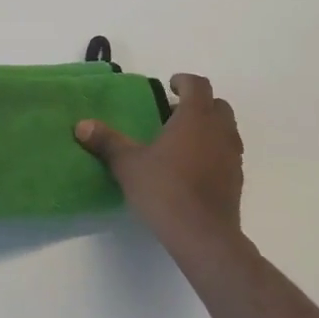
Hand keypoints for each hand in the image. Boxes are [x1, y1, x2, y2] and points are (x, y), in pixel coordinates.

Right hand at [76, 73, 242, 253]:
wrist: (204, 236)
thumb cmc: (165, 191)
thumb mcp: (128, 165)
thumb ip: (107, 142)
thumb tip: (81, 125)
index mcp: (195, 118)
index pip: (198, 85)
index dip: (184, 81)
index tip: (169, 86)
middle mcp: (219, 131)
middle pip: (217, 104)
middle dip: (198, 104)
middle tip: (173, 115)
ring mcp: (232, 156)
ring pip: (226, 129)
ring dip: (209, 127)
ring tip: (182, 141)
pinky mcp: (237, 180)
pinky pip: (228, 153)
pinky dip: (214, 151)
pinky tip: (193, 168)